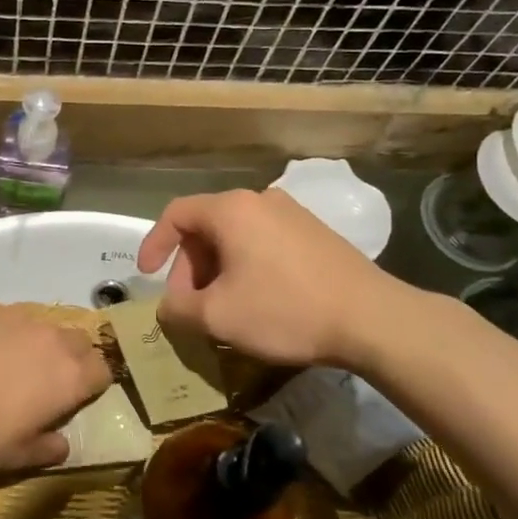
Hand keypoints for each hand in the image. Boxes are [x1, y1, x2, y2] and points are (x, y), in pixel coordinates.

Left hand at [0, 301, 109, 478]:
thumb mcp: (18, 458)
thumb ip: (48, 447)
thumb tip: (62, 443)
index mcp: (68, 375)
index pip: (102, 369)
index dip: (93, 384)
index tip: (79, 397)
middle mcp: (49, 337)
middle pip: (78, 340)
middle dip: (71, 356)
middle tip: (47, 380)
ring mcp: (13, 316)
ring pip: (39, 324)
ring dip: (34, 341)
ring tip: (7, 363)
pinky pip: (0, 316)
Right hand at [136, 188, 394, 368]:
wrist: (371, 319)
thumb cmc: (285, 310)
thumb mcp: (218, 317)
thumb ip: (179, 310)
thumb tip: (168, 307)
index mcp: (231, 210)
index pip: (176, 214)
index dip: (154, 244)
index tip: (146, 276)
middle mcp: (260, 199)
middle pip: (206, 226)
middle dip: (190, 267)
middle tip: (191, 305)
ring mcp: (292, 213)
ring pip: (236, 236)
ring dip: (218, 269)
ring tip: (223, 308)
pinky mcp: (315, 232)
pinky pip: (264, 242)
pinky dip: (246, 266)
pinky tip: (257, 301)